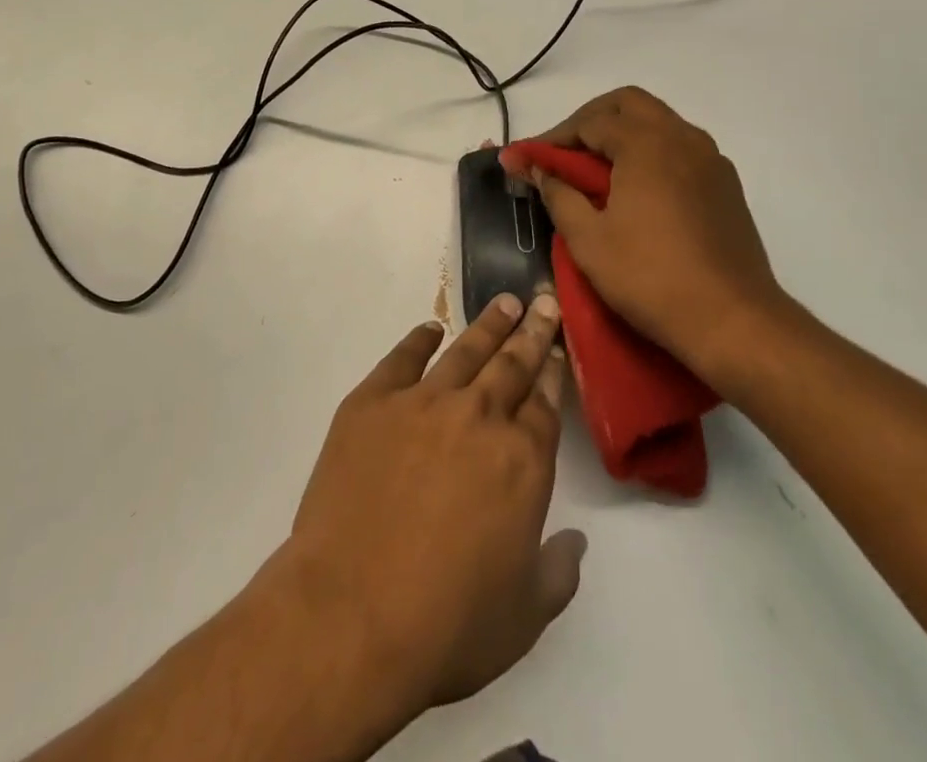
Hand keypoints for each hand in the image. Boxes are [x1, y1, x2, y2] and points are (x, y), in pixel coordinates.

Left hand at [278, 293, 584, 725]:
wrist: (350, 614)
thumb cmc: (447, 625)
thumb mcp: (523, 616)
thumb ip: (557, 572)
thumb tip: (575, 540)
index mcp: (522, 461)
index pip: (545, 403)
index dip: (553, 372)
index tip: (557, 347)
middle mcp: (478, 418)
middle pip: (512, 364)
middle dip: (532, 332)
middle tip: (542, 302)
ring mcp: (422, 403)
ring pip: (465, 351)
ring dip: (488, 325)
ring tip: (505, 303)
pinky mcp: (372, 403)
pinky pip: (401, 359)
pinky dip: (418, 340)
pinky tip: (429, 330)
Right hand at [500, 86, 782, 385]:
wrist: (734, 321)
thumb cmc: (650, 278)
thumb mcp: (588, 240)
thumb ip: (559, 195)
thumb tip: (539, 170)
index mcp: (646, 144)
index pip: (589, 122)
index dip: (553, 138)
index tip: (527, 158)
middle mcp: (681, 137)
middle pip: (628, 104)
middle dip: (590, 119)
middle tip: (564, 151)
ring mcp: (709, 158)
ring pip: (658, 122)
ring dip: (623, 132)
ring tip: (596, 169)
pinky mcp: (725, 183)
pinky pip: (680, 147)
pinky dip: (651, 151)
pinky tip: (636, 188)